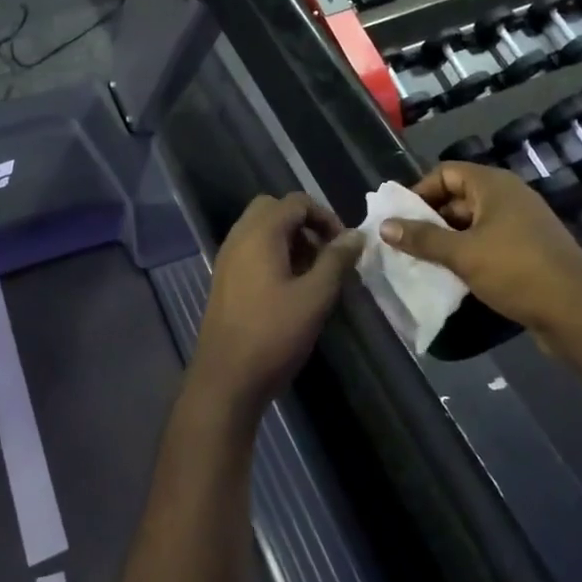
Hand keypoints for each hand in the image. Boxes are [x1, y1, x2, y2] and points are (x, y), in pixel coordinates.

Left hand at [190, 193, 361, 420]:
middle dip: (305, 224)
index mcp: (260, 233)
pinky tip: (291, 288)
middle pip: (275, 209)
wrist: (225, 380)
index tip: (345, 246)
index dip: (325, 217)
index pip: (297, 202)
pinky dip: (274, 254)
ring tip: (314, 273)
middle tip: (326, 253)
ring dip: (290, 240)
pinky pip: (252, 249)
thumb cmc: (273, 334)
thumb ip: (336, 260)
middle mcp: (239, 236)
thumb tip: (356, 235)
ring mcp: (228, 258)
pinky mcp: (225, 279)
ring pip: (262, 229)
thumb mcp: (315, 296)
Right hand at [381, 163, 581, 337]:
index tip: (400, 218)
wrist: (577, 311)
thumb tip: (385, 226)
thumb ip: (422, 239)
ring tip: (422, 262)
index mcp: (493, 185)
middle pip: (458, 197)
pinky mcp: (529, 250)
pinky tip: (453, 276)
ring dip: (448, 240)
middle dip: (430, 219)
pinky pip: (490, 243)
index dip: (420, 191)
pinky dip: (469, 254)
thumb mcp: (462, 254)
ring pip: (473, 224)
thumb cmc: (516, 270)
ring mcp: (522, 224)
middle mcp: (508, 197)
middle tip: (405, 244)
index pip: (446, 172)